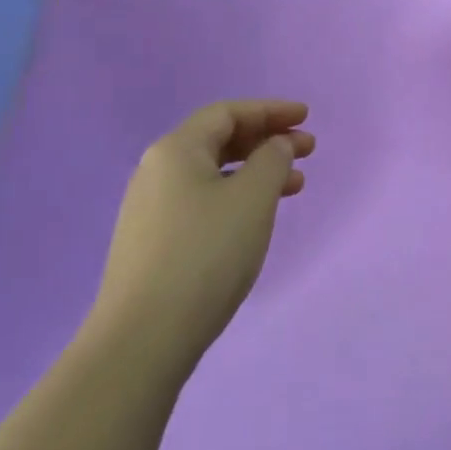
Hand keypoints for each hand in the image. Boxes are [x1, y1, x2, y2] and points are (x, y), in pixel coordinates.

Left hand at [87, 101, 313, 375]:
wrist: (143, 338)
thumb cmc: (206, 254)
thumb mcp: (252, 199)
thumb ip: (272, 161)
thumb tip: (276, 145)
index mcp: (175, 149)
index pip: (228, 113)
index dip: (270, 110)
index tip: (306, 117)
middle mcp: (156, 170)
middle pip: (218, 141)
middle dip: (266, 140)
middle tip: (307, 151)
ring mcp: (150, 209)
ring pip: (212, 174)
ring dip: (255, 172)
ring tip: (294, 187)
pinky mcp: (151, 243)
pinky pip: (202, 202)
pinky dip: (235, 198)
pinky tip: (255, 219)